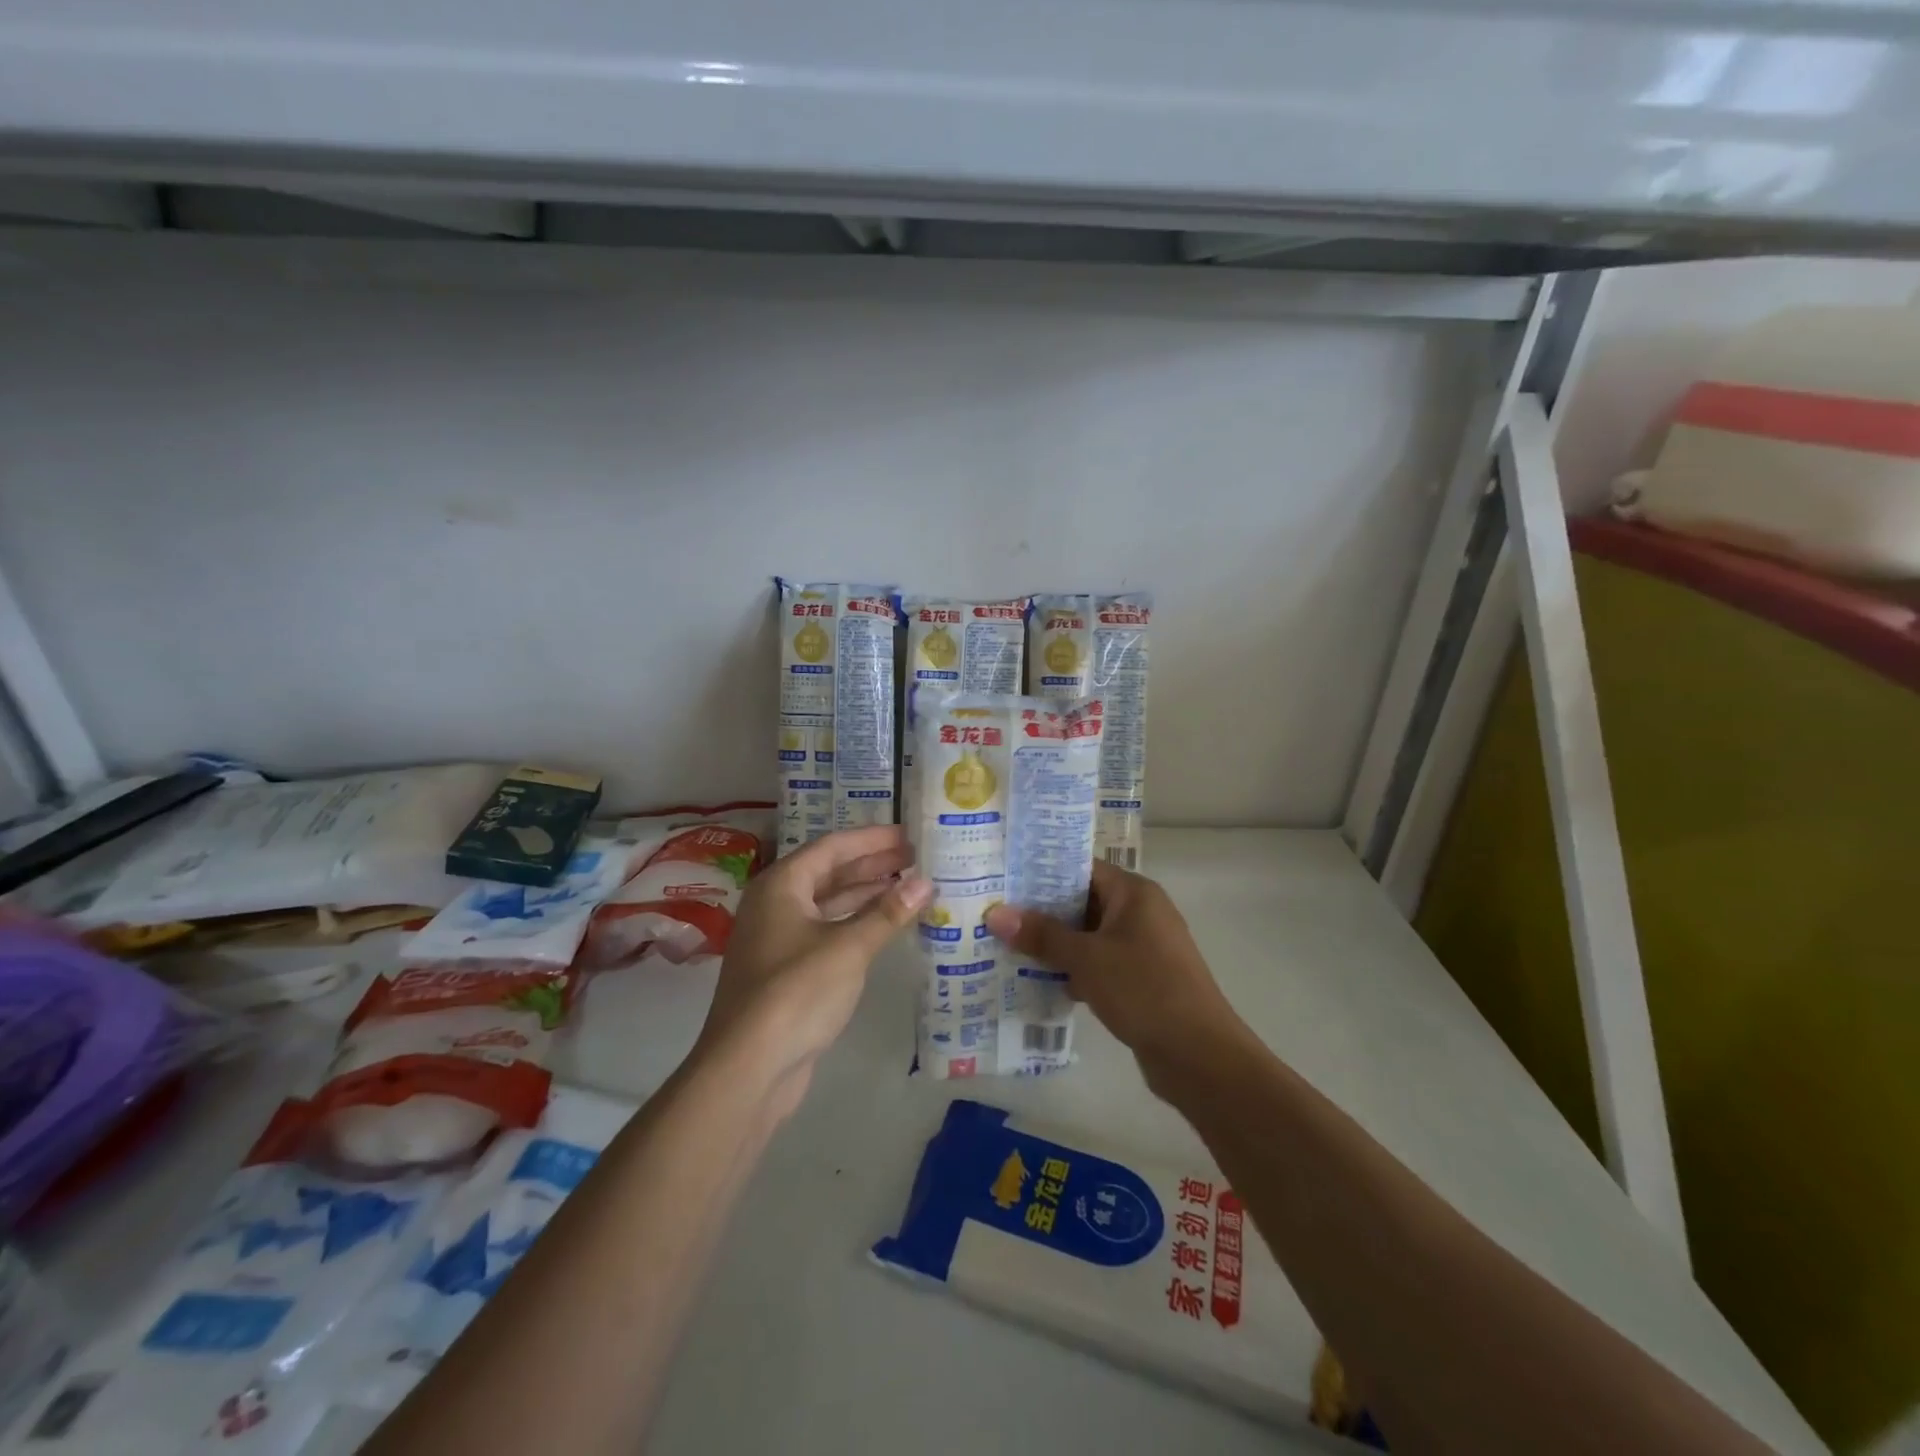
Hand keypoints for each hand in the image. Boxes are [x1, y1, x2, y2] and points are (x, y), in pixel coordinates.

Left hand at [697, 826, 931, 1113]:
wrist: (748, 1068)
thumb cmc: (796, 992)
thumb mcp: (848, 948)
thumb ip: (887, 912)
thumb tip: (925, 882)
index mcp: (781, 885)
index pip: (833, 846)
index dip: (873, 838)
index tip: (910, 834)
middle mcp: (776, 903)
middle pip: (830, 872)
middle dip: (873, 864)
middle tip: (918, 858)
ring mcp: (779, 938)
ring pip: (830, 903)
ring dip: (867, 894)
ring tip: (911, 886)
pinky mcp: (788, 969)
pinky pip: (828, 931)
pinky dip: (857, 924)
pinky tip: (887, 926)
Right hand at [984, 862, 1243, 1075]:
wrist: (1199, 1054)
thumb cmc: (1143, 989)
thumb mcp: (1085, 959)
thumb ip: (1041, 935)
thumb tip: (996, 913)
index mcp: (1134, 893)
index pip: (1082, 868)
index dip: (1044, 872)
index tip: (1006, 880)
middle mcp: (1143, 912)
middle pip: (1085, 901)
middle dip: (1044, 912)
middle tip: (1000, 915)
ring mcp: (1146, 947)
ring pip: (1092, 935)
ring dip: (1058, 944)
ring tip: (1011, 948)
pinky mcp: (1145, 979)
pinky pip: (1102, 963)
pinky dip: (1077, 969)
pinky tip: (1043, 983)